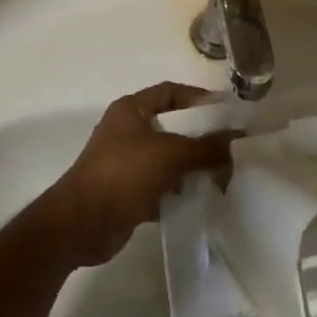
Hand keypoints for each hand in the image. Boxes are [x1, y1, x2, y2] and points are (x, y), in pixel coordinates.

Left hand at [39, 83, 231, 266]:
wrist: (80, 225)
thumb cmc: (123, 174)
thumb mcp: (170, 154)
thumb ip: (206, 147)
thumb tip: (236, 141)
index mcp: (131, 110)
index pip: (171, 92)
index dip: (199, 98)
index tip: (226, 112)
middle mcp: (127, 131)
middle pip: (172, 126)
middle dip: (201, 136)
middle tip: (231, 147)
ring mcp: (126, 163)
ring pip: (168, 158)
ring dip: (191, 166)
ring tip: (222, 175)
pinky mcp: (127, 192)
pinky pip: (160, 185)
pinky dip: (178, 191)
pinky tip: (201, 199)